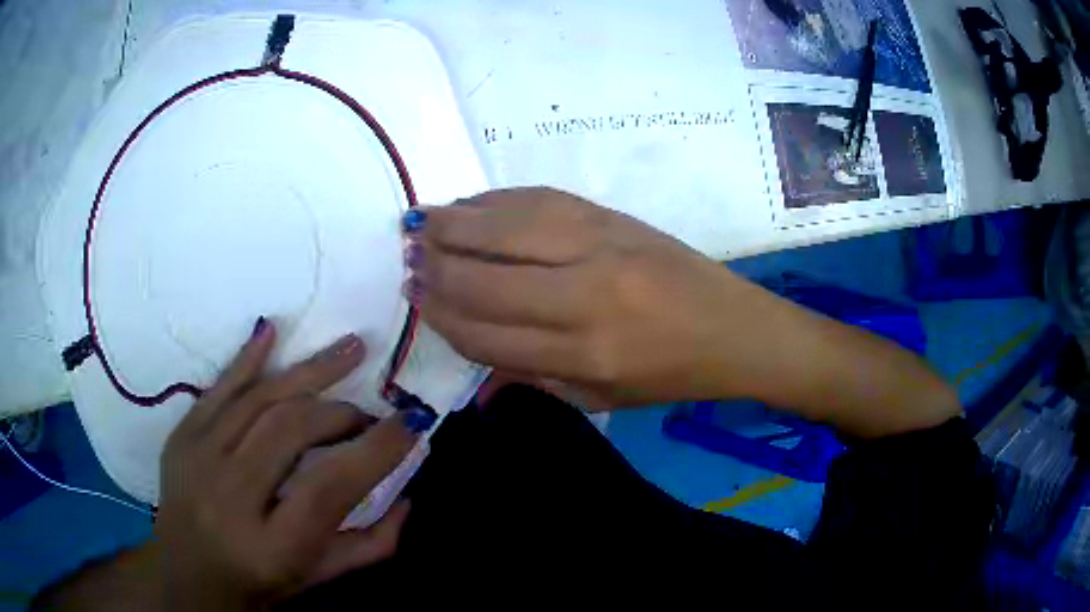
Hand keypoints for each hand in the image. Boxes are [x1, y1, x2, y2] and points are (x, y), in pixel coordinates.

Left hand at [155, 319, 426, 608]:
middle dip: (341, 414)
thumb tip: (407, 497)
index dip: (374, 450)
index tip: (409, 425)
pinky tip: (272, 330)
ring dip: (309, 370)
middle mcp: (229, 496)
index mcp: (271, 546)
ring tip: (351, 348)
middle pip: (291, 430)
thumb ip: (369, 545)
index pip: (329, 485)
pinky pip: (217, 389)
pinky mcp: (181, 438)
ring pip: (258, 400)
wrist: (186, 578)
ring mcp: (198, 459)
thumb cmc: (257, 585)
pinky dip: (247, 358)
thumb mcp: (318, 579)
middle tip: (369, 415)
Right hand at [407, 187, 753, 408]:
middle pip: (486, 277)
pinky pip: (539, 198)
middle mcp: (586, 295)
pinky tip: (469, 204)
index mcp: (585, 355)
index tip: (416, 301)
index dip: (442, 317)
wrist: (734, 327)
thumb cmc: (670, 374)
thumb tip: (473, 357)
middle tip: (408, 260)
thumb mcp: (601, 398)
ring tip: (418, 223)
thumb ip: (533, 376)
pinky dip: (495, 200)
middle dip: (437, 268)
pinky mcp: (612, 215)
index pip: (487, 335)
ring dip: (454, 224)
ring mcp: (601, 245)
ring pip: (506, 227)